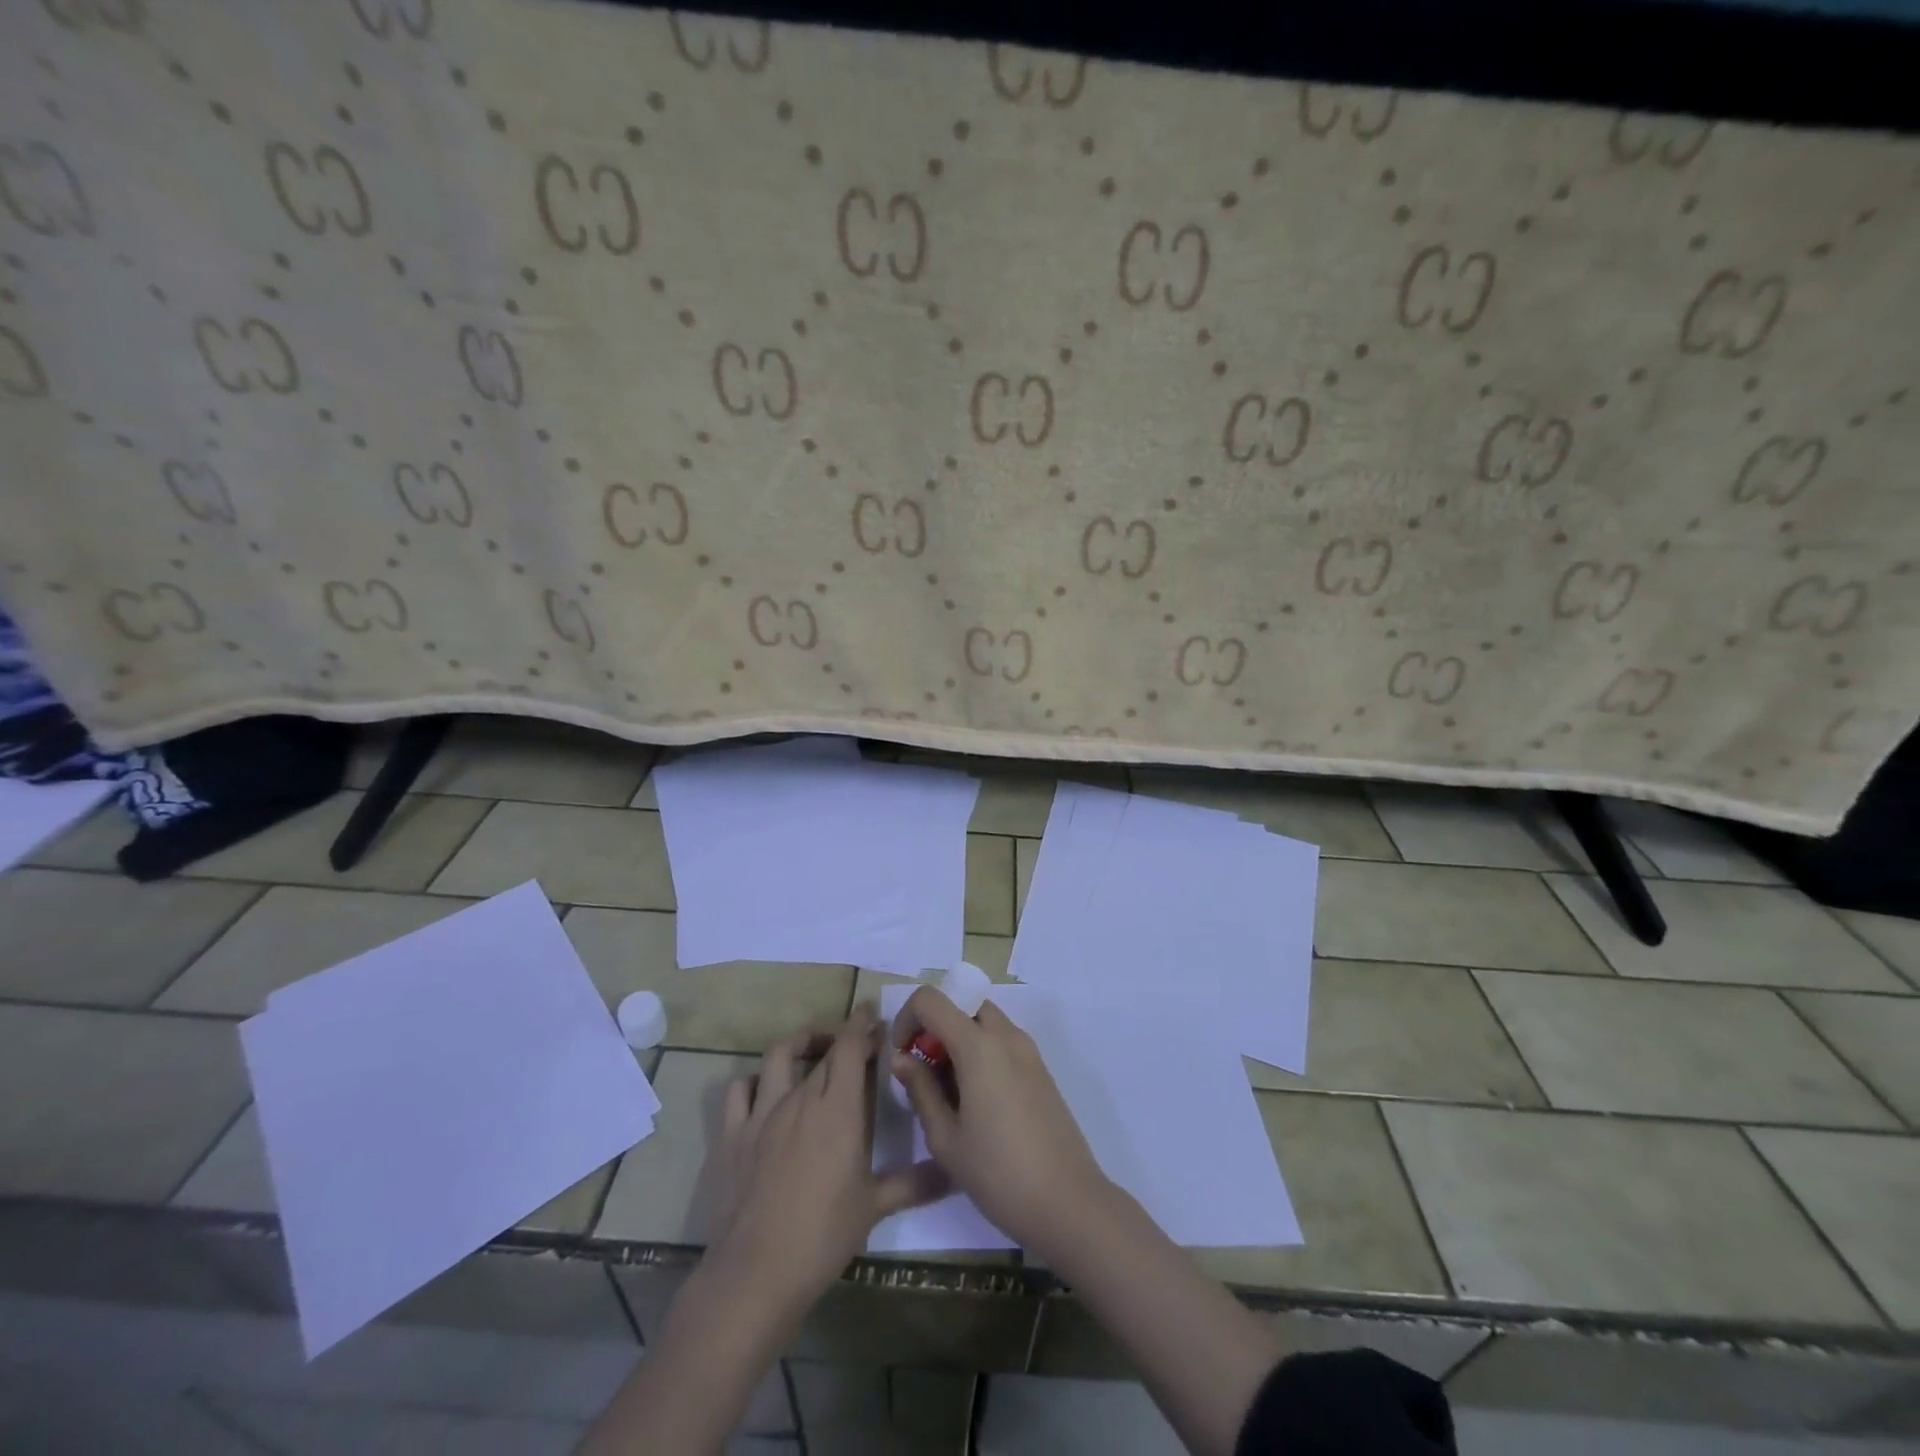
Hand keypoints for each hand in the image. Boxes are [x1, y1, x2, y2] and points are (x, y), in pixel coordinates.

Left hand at [692, 1006, 948, 1312]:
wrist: (756, 1273)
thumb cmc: (823, 1236)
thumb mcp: (875, 1207)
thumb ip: (914, 1183)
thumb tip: (954, 1172)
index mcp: (838, 1108)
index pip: (851, 1046)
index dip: (863, 1025)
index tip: (874, 1016)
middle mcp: (800, 1098)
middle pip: (823, 1050)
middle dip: (842, 1037)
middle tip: (858, 1042)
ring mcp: (762, 1113)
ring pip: (779, 1056)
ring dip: (799, 1045)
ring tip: (812, 1052)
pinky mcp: (732, 1135)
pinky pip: (739, 1090)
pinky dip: (754, 1082)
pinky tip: (764, 1092)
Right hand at [890, 987, 1114, 1259]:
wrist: (1069, 1203)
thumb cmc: (998, 1173)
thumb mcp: (945, 1138)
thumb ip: (920, 1089)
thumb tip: (901, 1058)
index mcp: (979, 1045)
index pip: (931, 1000)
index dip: (907, 1019)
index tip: (902, 1056)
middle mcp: (1006, 1035)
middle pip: (961, 1005)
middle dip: (935, 1028)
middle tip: (925, 1073)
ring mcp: (1028, 1050)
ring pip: (983, 1021)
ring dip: (959, 1039)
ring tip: (949, 1092)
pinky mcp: (1041, 1069)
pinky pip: (1002, 1041)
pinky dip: (981, 1051)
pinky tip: (977, 1101)